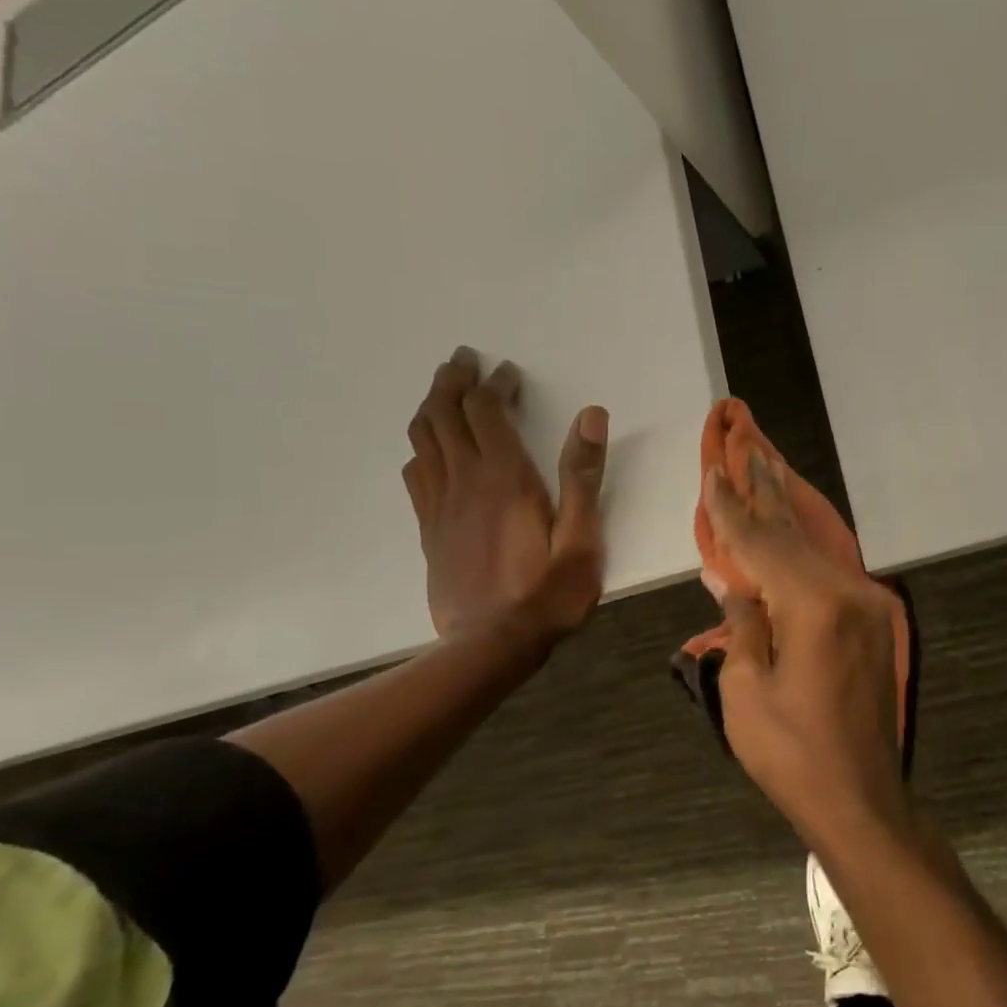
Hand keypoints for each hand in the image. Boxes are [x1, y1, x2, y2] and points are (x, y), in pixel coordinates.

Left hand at [402, 346, 608, 642]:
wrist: (490, 646)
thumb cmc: (546, 594)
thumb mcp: (581, 538)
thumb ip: (583, 476)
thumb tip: (591, 415)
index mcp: (504, 477)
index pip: (487, 410)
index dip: (495, 384)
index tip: (508, 372)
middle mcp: (464, 480)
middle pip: (444, 413)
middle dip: (452, 380)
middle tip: (463, 360)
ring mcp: (439, 504)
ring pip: (422, 438)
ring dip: (431, 406)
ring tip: (444, 392)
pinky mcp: (428, 528)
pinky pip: (415, 473)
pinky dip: (421, 447)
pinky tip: (430, 450)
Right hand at [702, 452, 905, 845]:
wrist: (861, 799)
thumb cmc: (791, 754)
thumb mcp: (745, 690)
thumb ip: (742, 623)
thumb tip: (736, 582)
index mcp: (814, 606)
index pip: (761, 545)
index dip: (731, 510)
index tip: (713, 472)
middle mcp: (849, 592)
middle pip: (794, 533)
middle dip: (765, 491)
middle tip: (747, 445)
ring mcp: (869, 605)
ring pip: (816, 549)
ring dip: (786, 514)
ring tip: (767, 470)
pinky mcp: (874, 622)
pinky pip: (830, 573)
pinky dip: (804, 550)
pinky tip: (791, 531)